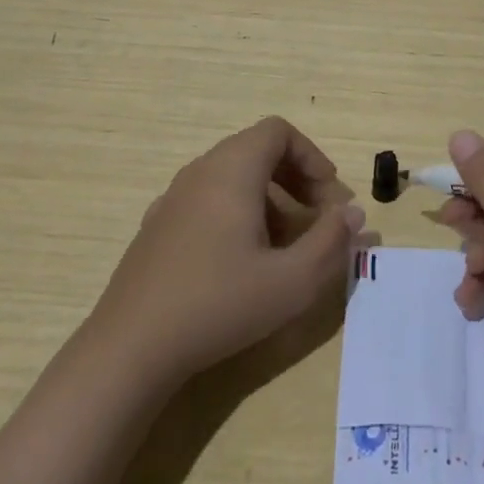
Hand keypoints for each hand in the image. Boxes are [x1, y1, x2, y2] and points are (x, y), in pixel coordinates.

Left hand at [91, 117, 364, 388]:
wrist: (129, 351)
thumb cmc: (218, 306)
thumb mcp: (292, 281)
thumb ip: (331, 242)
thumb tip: (355, 215)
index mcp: (231, 171)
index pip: (278, 132)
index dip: (312, 157)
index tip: (330, 197)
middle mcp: (199, 174)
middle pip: (257, 151)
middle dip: (296, 179)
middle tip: (318, 219)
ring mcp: (172, 201)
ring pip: (232, 177)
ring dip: (269, 199)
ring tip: (285, 246)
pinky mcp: (157, 229)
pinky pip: (208, 201)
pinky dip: (237, 214)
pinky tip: (241, 263)